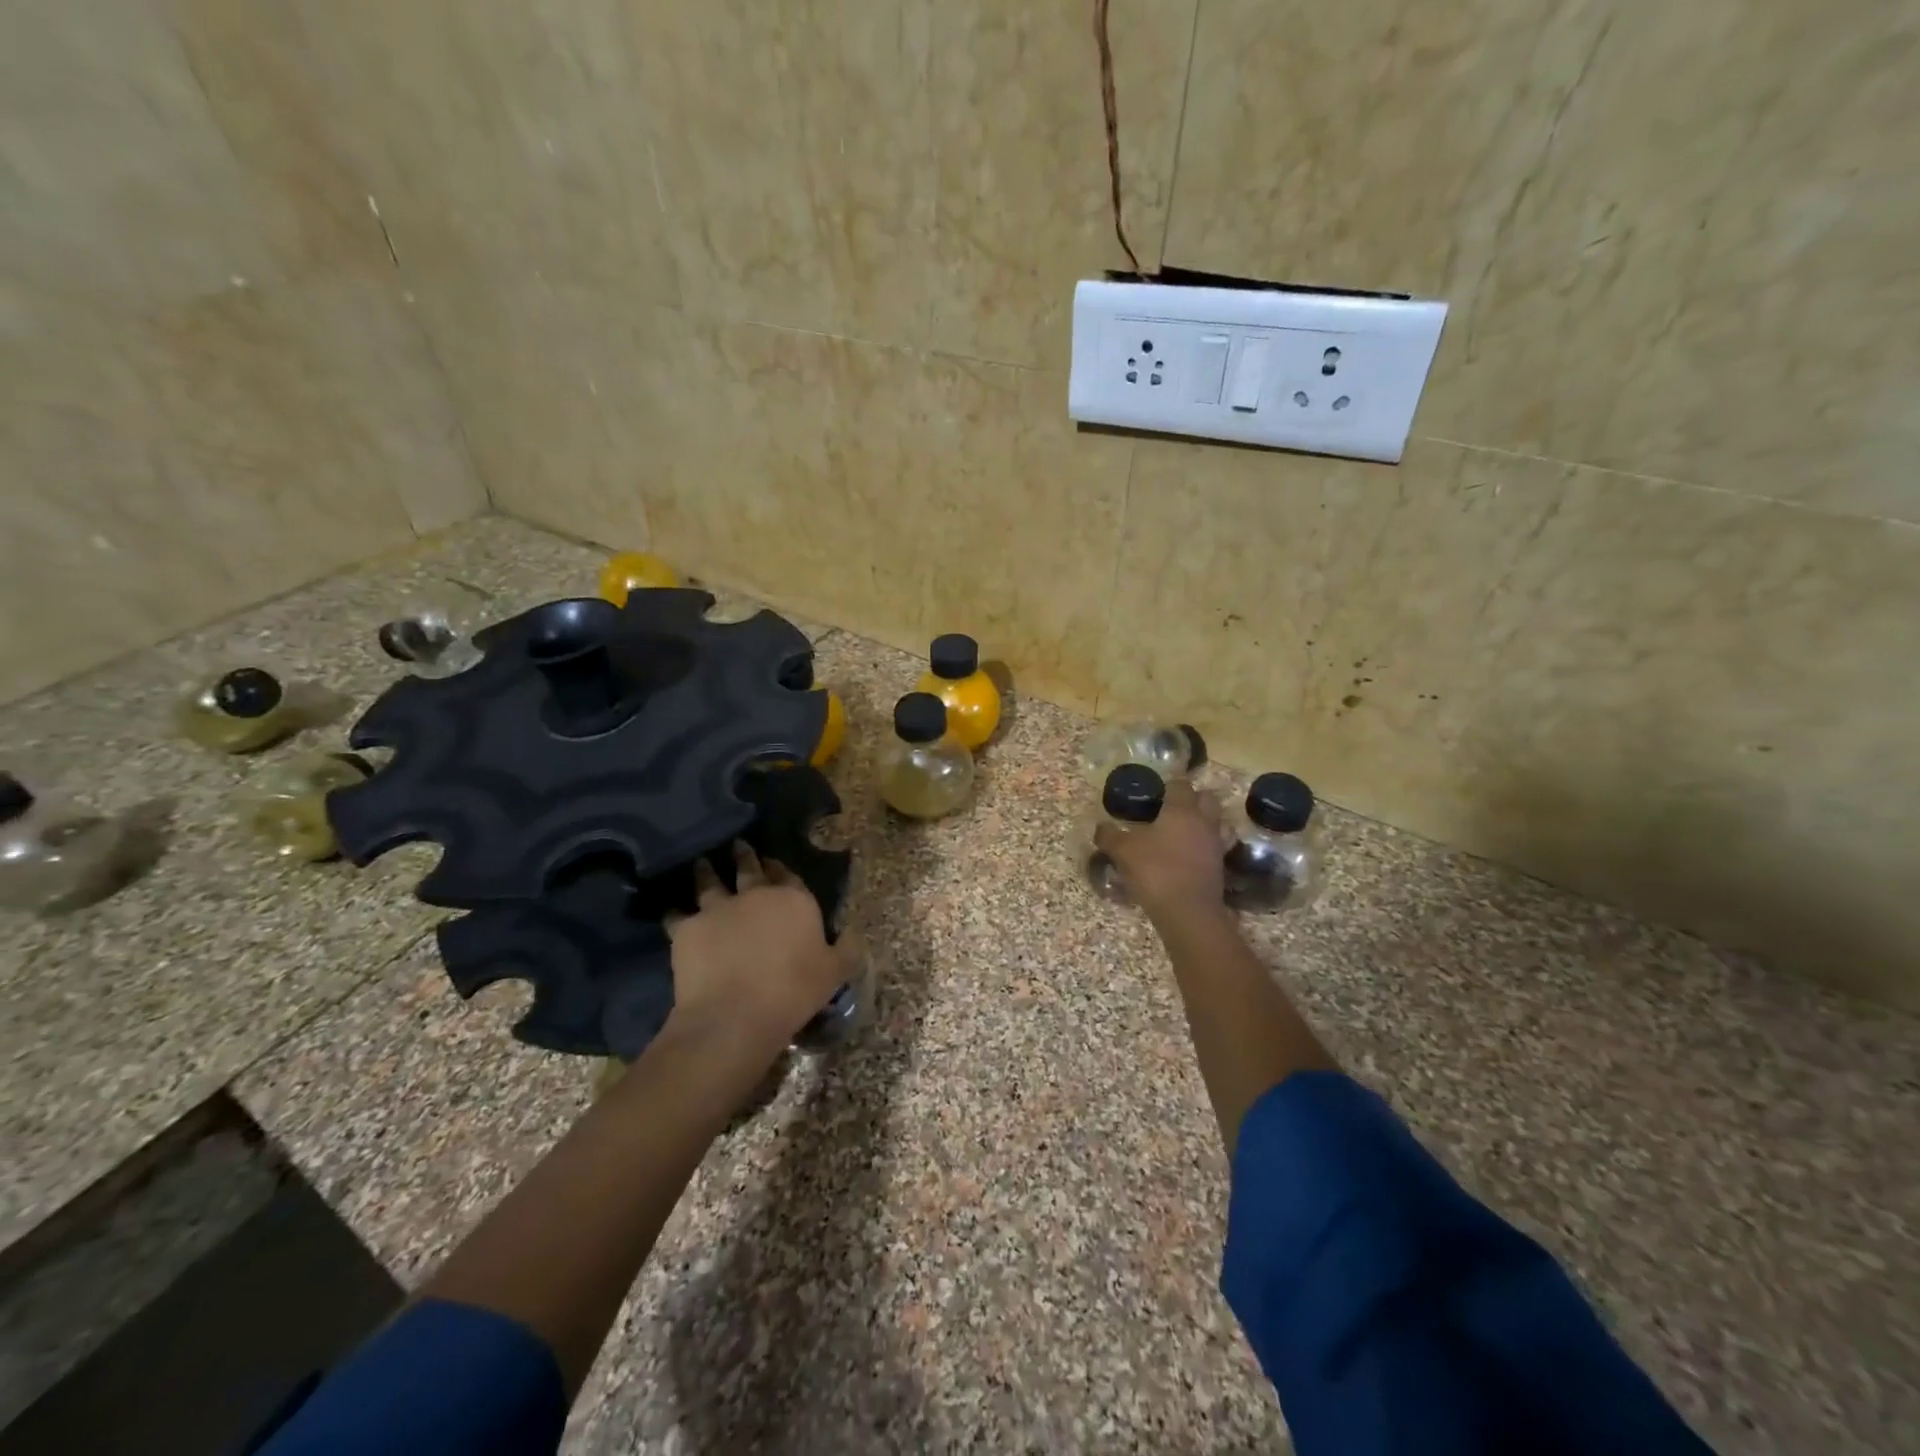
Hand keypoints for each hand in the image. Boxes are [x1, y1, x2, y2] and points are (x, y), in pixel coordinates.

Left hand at [664, 842, 860, 1056]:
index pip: (788, 874)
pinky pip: (677, 914)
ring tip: (703, 862)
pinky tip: (672, 910)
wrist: (735, 1014)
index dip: (781, 867)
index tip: (774, 862)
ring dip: (707, 871)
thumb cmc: (793, 991)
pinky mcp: (687, 928)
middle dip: (744, 856)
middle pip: (749, 868)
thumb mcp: (834, 973)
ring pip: (710, 882)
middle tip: (738, 845)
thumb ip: (846, 950)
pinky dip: (675, 912)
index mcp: (793, 900)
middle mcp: (755, 895)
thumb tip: (853, 934)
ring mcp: (718, 908)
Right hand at [1094, 779, 1227, 922]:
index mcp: (1182, 809)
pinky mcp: (1220, 866)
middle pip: (1206, 798)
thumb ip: (1109, 835)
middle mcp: (1204, 821)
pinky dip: (1204, 846)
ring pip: (1215, 822)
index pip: (1180, 784)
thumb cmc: (1155, 871)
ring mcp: (1216, 843)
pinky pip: (1215, 846)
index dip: (1167, 786)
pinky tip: (1188, 855)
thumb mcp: (1123, 851)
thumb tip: (1101, 827)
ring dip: (1202, 823)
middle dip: (1191, 800)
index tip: (1153, 796)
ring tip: (1180, 833)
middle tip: (1169, 811)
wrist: (1188, 912)